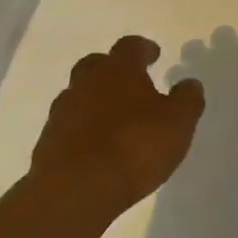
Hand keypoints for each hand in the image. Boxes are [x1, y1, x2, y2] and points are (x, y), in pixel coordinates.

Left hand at [30, 36, 205, 226]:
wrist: (74, 191)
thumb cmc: (134, 146)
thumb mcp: (178, 123)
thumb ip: (187, 99)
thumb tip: (189, 84)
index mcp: (119, 69)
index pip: (130, 46)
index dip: (144, 48)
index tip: (154, 55)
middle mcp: (87, 82)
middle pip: (96, 64)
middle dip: (112, 70)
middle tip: (129, 84)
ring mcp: (62, 112)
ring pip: (79, 95)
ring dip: (95, 101)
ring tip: (113, 121)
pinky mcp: (47, 144)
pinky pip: (68, 127)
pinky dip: (81, 130)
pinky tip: (95, 148)